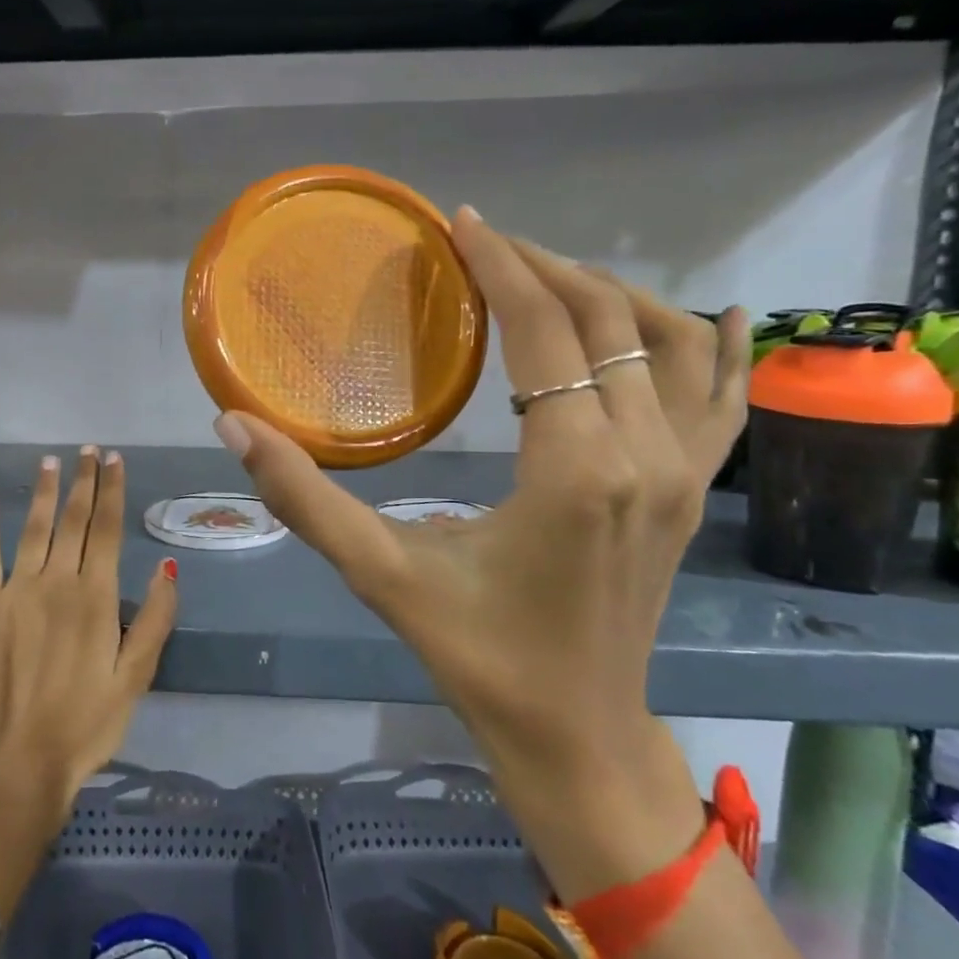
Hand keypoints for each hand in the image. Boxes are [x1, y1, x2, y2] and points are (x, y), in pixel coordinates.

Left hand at [0, 447, 178, 822]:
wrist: (19, 763)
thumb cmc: (87, 723)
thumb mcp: (136, 677)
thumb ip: (154, 619)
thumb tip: (169, 568)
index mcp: (96, 597)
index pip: (108, 529)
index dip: (112, 490)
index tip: (114, 459)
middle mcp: (57, 582)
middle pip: (73, 520)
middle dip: (83, 482)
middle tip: (88, 450)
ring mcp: (16, 592)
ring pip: (33, 529)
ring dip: (42, 492)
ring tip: (49, 461)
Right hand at [217, 207, 749, 896]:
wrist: (576, 735)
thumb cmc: (477, 654)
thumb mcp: (380, 574)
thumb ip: (303, 497)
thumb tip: (234, 423)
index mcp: (575, 470)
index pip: (544, 331)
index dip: (502, 267)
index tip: (463, 224)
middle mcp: (645, 456)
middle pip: (607, 321)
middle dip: (545, 269)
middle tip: (486, 247)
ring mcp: (685, 474)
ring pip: (674, 345)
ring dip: (615, 296)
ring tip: (553, 277)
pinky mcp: (694, 492)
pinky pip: (724, 400)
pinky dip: (723, 349)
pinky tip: (723, 314)